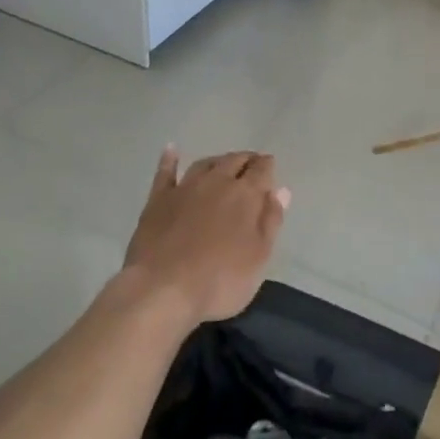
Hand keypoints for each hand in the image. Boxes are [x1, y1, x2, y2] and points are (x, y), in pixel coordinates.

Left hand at [122, 148, 288, 328]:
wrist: (162, 289)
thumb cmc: (220, 280)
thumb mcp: (258, 258)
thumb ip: (271, 221)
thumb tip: (281, 190)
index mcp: (245, 195)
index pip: (262, 170)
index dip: (267, 166)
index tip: (270, 167)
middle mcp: (216, 182)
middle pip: (234, 161)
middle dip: (245, 160)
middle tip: (251, 164)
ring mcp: (185, 188)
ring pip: (205, 164)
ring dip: (217, 161)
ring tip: (223, 163)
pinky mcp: (158, 199)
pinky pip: (165, 172)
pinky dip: (170, 159)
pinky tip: (171, 149)